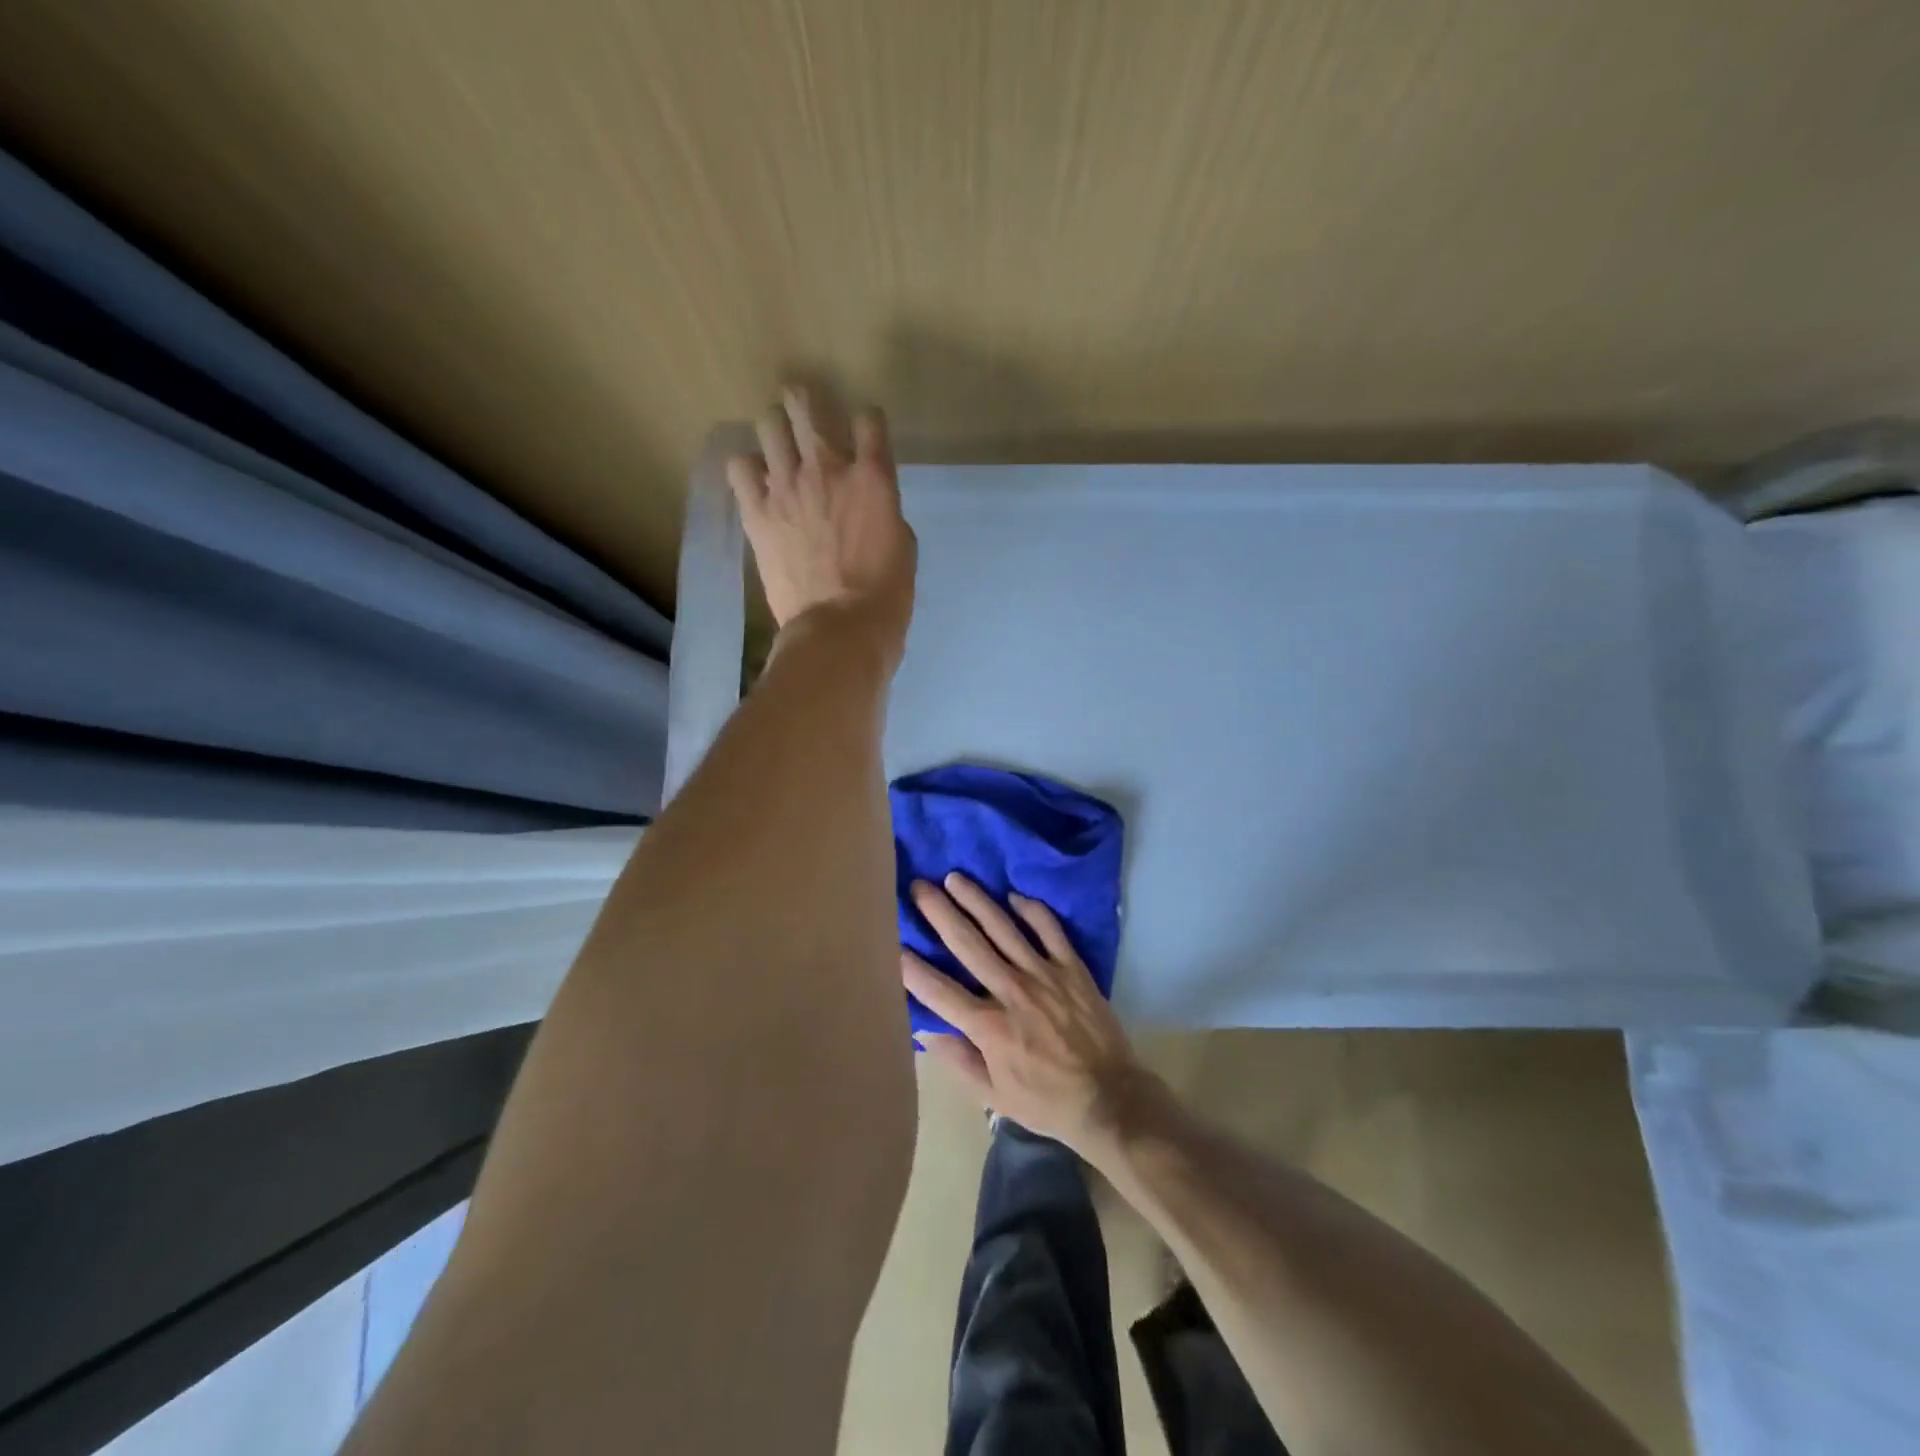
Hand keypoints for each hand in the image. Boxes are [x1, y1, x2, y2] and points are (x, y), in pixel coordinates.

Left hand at [726, 386, 915, 659]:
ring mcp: (786, 487)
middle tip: (806, 418)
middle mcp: (827, 468)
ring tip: (779, 450)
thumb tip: (865, 504)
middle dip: (805, 403)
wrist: (840, 628)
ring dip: (776, 431)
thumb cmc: (885, 595)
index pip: (868, 419)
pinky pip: (739, 467)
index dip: (866, 422)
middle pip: (805, 405)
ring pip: (768, 425)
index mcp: (872, 478)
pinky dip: (747, 469)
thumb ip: (882, 511)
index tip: (863, 436)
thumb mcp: (902, 546)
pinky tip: (757, 483)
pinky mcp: (756, 512)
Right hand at [902, 873, 1146, 1158]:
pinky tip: (1014, 895)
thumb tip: (926, 1030)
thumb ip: (958, 1060)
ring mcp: (1043, 974)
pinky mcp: (1072, 967)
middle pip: (967, 943)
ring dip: (977, 900)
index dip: (911, 966)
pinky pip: (1049, 929)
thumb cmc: (1046, 1101)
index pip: (938, 990)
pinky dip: (1032, 909)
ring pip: (1003, 927)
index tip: (892, 941)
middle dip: (939, 912)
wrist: (1109, 1098)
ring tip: (956, 878)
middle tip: (918, 886)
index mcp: (988, 1026)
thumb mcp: (994, 1095)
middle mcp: (1010, 991)